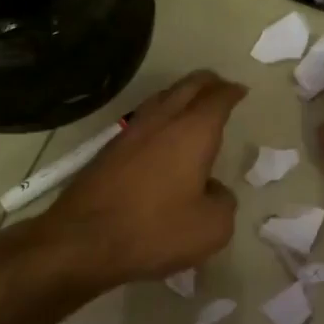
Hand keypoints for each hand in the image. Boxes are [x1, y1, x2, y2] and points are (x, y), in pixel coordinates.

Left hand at [34, 70, 245, 290]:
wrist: (83, 241)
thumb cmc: (155, 231)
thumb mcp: (212, 228)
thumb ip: (223, 201)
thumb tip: (212, 189)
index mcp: (193, 131)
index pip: (217, 98)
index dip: (232, 92)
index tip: (240, 91)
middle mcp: (162, 121)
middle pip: (187, 86)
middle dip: (207, 82)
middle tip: (220, 88)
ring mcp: (130, 132)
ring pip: (161, 98)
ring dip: (180, 96)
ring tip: (192, 105)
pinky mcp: (109, 149)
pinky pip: (143, 119)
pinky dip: (160, 116)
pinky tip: (161, 135)